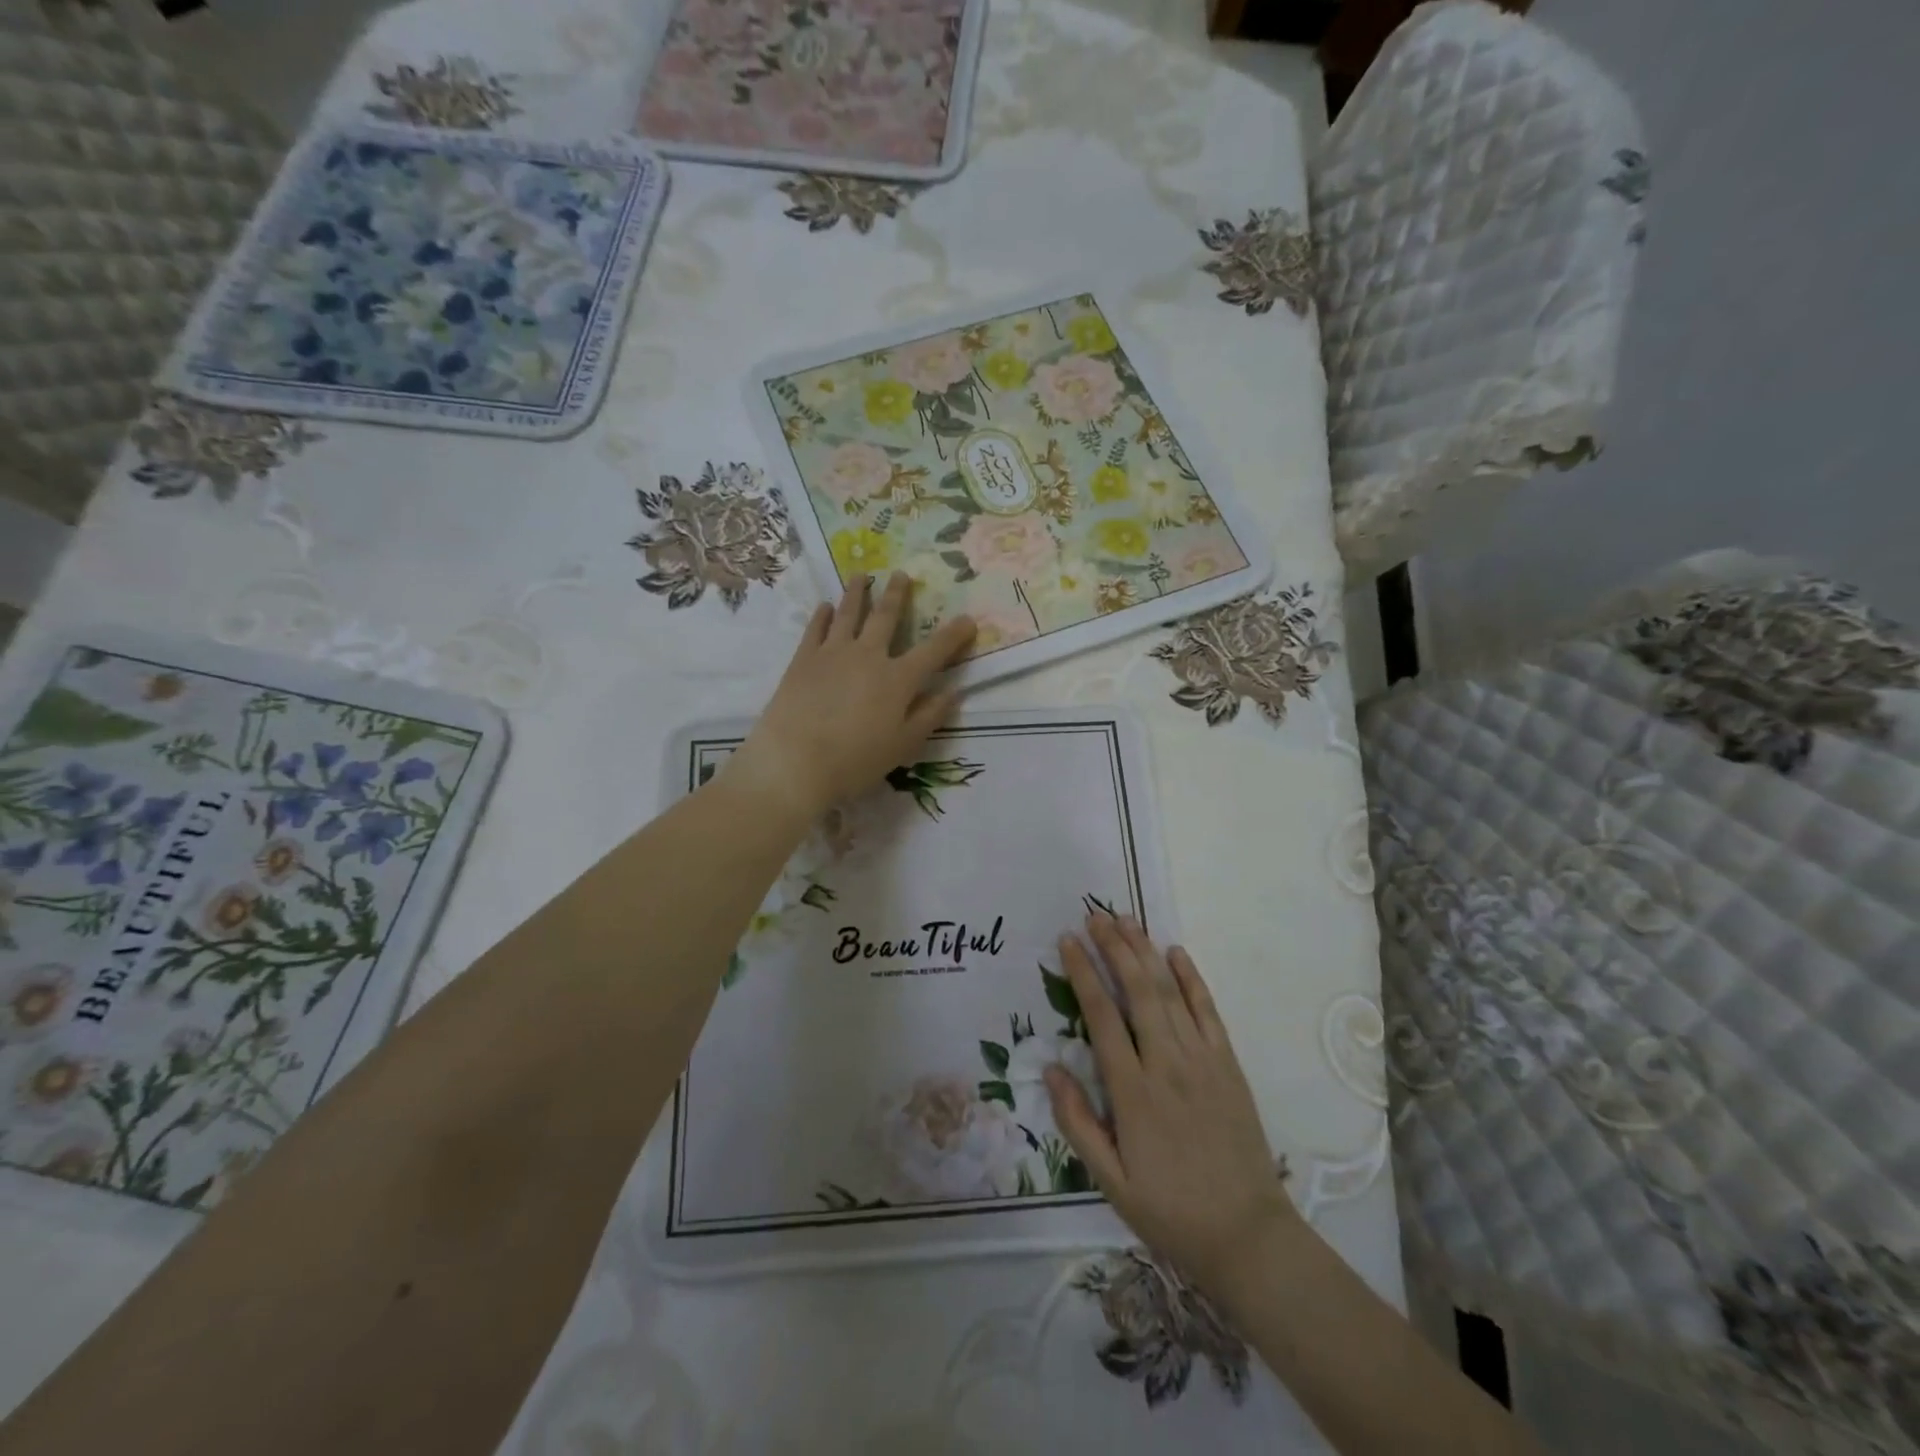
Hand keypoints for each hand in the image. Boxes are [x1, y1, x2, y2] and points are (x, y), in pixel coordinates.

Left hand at [727, 574, 975, 821]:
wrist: (795, 760)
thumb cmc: (856, 760)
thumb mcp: (903, 745)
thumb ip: (930, 715)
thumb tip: (953, 692)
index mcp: (898, 679)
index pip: (934, 651)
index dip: (954, 635)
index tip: (968, 619)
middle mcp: (868, 655)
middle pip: (886, 617)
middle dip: (897, 595)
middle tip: (901, 574)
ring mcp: (833, 653)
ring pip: (849, 613)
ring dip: (858, 592)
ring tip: (861, 576)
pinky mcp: (803, 659)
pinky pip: (816, 629)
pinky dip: (822, 615)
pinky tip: (825, 607)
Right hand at [1045, 913, 1299, 1296]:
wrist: (1248, 1236)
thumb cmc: (1171, 1211)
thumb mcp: (1110, 1181)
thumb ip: (1077, 1122)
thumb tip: (1051, 1067)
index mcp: (1133, 1092)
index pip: (1101, 1016)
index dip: (1082, 973)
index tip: (1067, 941)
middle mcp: (1167, 1064)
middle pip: (1137, 990)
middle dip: (1114, 947)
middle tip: (1094, 914)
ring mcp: (1203, 1060)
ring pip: (1169, 992)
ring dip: (1146, 952)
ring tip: (1125, 920)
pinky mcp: (1229, 1065)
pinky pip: (1208, 1011)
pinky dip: (1191, 979)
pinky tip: (1176, 953)